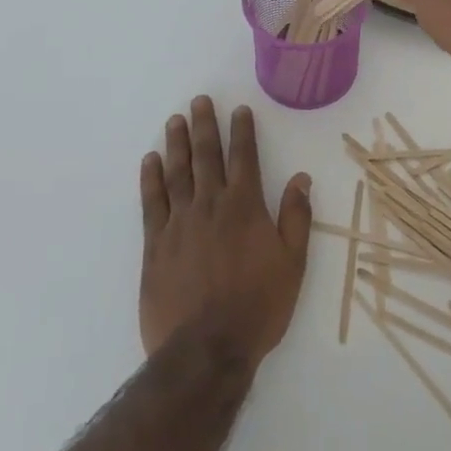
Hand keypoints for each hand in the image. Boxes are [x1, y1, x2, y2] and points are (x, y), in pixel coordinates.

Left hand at [139, 97, 312, 365]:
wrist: (206, 349)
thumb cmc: (258, 306)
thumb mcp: (292, 263)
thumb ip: (296, 217)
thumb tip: (301, 178)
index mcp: (245, 207)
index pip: (244, 157)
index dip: (242, 131)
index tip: (239, 109)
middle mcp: (210, 205)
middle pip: (206, 156)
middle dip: (204, 125)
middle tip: (199, 101)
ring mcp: (179, 223)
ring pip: (177, 172)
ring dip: (176, 144)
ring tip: (174, 120)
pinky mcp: (155, 245)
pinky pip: (151, 202)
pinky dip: (151, 179)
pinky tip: (149, 162)